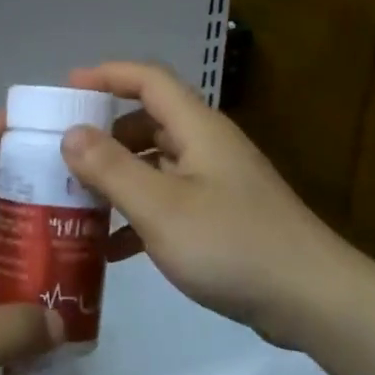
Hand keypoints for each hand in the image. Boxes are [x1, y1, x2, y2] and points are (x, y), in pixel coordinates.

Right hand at [62, 61, 367, 344]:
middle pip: (149, 122)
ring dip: (118, 179)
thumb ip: (112, 168)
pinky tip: (111, 249)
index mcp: (198, 129)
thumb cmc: (232, 245)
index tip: (66, 89)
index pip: (149, 80)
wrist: (312, 300)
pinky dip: (138, 216)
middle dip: (104, 135)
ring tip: (76, 202)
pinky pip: (169, 203)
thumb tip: (71, 132)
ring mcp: (217, 184)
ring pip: (156, 166)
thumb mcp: (161, 207)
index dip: (107, 75)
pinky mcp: (222, 219)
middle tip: (63, 156)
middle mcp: (208, 148)